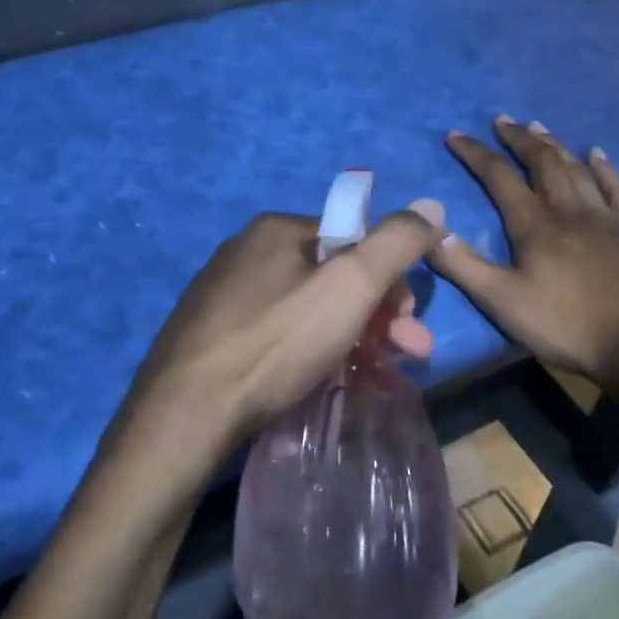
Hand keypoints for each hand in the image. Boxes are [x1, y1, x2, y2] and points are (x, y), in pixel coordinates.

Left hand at [108, 203, 446, 496]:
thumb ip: (395, 243)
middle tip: (406, 356)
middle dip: (376, 314)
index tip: (409, 324)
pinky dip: (304, 351)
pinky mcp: (209, 335)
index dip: (389, 280)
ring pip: (303, 308)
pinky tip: (315, 380)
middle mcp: (244, 252)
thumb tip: (432, 204)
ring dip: (346, 335)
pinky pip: (273, 333)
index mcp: (275, 229)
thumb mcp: (349, 287)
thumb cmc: (275, 343)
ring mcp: (222, 295)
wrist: (186, 413)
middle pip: (329, 276)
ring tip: (369, 375)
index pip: (352, 240)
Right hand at [431, 118, 618, 386]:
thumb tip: (430, 232)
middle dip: (519, 139)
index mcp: (535, 226)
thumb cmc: (562, 325)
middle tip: (502, 121)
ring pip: (577, 169)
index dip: (476, 154)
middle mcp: (569, 211)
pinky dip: (605, 168)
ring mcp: (605, 219)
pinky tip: (597, 154)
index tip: (456, 135)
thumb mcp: (500, 301)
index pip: (499, 177)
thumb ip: (462, 265)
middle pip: (542, 163)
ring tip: (538, 127)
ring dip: (555, 145)